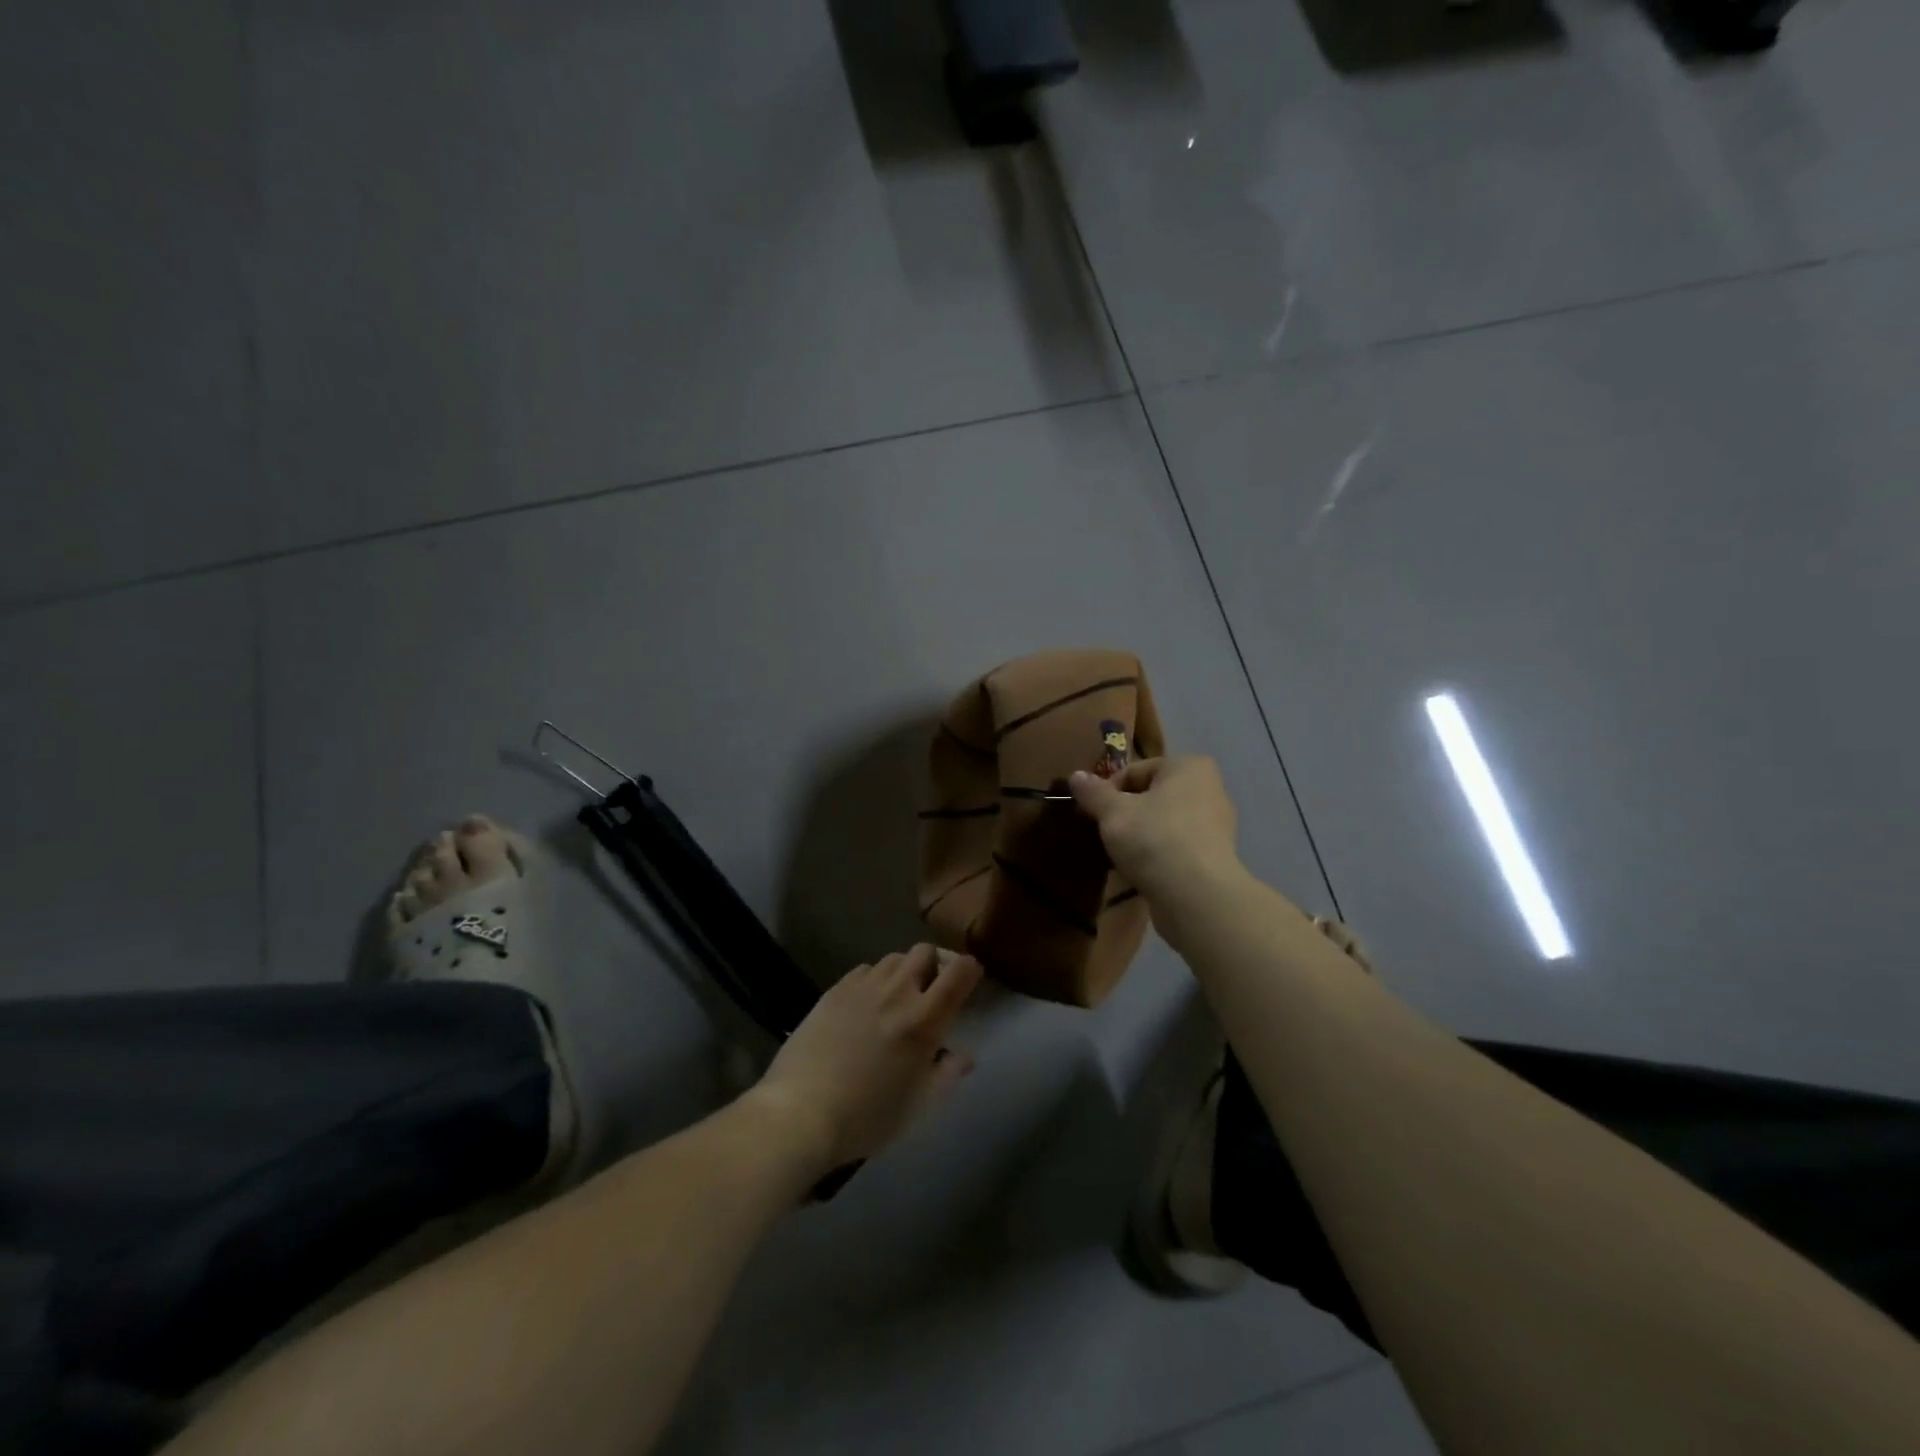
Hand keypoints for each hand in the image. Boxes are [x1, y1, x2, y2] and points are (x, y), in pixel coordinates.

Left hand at [753, 943, 981, 1173]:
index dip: (970, 969)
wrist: (801, 1112)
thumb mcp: (918, 1104)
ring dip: (904, 971)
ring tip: (898, 998)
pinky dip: (874, 980)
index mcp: (924, 1018)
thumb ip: (947, 1074)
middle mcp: (897, 991)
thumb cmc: (868, 1116)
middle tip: (932, 992)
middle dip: (935, 964)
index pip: (959, 971)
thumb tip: (964, 1056)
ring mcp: (862, 986)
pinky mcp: (834, 990)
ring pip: (894, 958)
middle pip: (925, 952)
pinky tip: (865, 1006)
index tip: (970, 981)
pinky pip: (864, 970)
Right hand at [1068, 756, 1244, 911]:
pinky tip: (1139, 872)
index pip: (1135, 771)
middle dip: (1124, 813)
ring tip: (1118, 856)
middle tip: (1103, 834)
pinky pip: (1176, 848)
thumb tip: (1076, 776)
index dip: (1107, 791)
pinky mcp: (1215, 858)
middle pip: (1151, 796)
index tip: (1090, 814)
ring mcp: (1217, 826)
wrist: (1197, 897)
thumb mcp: (1113, 812)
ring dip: (1139, 836)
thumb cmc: (1154, 839)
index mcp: (1189, 767)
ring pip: (1163, 823)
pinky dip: (1156, 855)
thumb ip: (1093, 792)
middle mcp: (1210, 789)